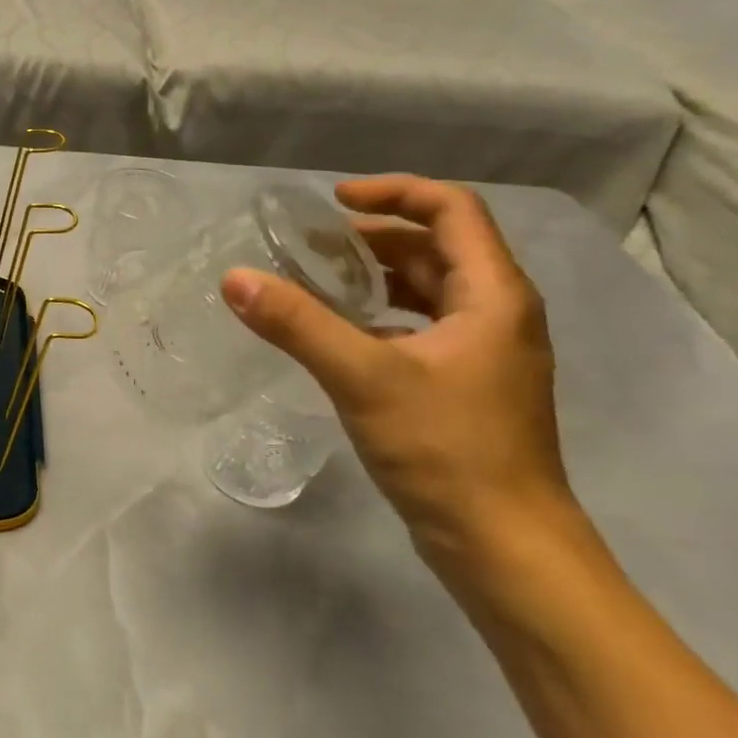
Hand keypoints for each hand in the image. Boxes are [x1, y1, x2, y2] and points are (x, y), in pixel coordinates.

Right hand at [221, 175, 587, 568]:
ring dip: (374, 276)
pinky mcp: (464, 385)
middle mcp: (496, 314)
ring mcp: (482, 353)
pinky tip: (337, 336)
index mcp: (492, 295)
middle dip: (372, 236)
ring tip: (315, 281)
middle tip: (309, 245)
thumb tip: (235, 278)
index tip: (330, 201)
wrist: (502, 544)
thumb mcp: (364, 378)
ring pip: (427, 290)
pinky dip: (378, 316)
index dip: (393, 192)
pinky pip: (419, 327)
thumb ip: (298, 324)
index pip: (451, 210)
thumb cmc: (446, 450)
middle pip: (437, 248)